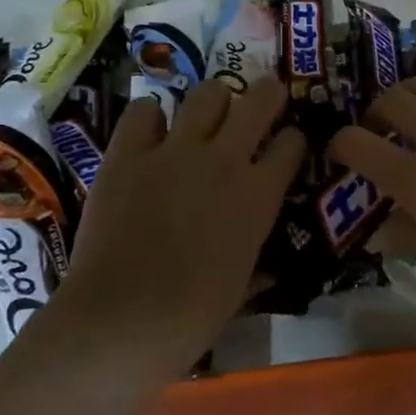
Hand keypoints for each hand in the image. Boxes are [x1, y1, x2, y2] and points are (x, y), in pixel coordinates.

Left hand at [52, 77, 304, 373]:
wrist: (122, 321)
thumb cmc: (191, 318)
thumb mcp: (240, 288)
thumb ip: (254, 261)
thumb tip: (265, 269)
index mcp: (259, 195)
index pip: (293, 143)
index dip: (292, 141)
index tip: (286, 147)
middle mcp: (225, 159)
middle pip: (259, 98)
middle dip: (267, 93)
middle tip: (262, 102)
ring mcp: (175, 151)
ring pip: (207, 93)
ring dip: (213, 100)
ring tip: (206, 115)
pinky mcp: (129, 153)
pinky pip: (143, 111)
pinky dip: (149, 117)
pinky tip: (149, 133)